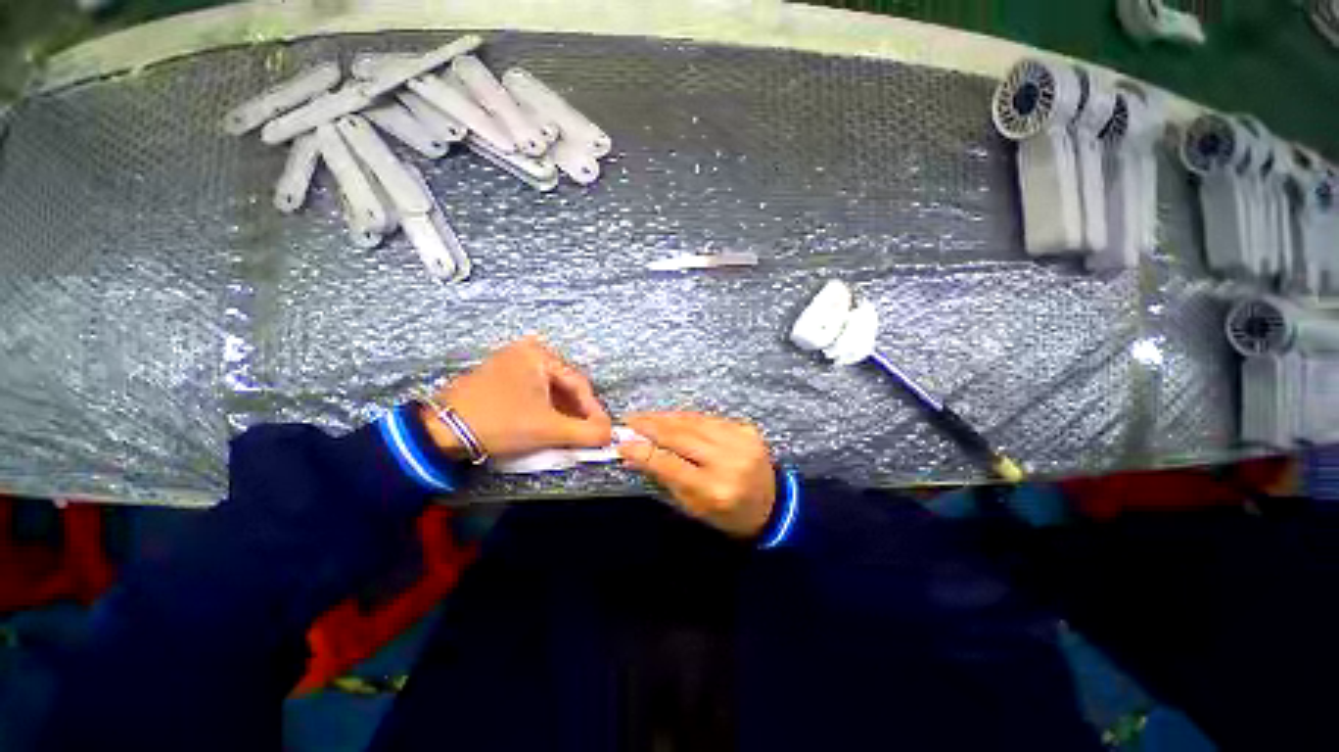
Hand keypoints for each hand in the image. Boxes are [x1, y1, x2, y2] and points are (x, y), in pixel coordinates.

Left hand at [424, 337, 611, 458]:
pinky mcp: (499, 377)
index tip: (603, 432)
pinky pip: (533, 392)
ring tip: (570, 433)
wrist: (440, 432)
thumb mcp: (548, 429)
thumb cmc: (500, 422)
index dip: (594, 410)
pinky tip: (548, 425)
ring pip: (550, 390)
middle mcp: (526, 352)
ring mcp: (510, 363)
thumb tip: (610, 434)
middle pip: (565, 385)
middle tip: (587, 434)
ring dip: (563, 412)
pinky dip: (545, 409)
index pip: (579, 384)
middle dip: (578, 412)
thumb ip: (586, 432)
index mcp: (539, 354)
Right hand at [618, 412, 776, 537]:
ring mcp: (742, 441)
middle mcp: (730, 461)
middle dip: (651, 426)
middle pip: (682, 436)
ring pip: (694, 421)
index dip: (643, 451)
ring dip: (666, 418)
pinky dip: (686, 418)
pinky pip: (708, 418)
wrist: (771, 505)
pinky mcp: (747, 428)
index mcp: (716, 490)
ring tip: (644, 417)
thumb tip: (633, 455)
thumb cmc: (726, 514)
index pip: (671, 465)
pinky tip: (670, 418)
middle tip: (628, 421)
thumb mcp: (693, 506)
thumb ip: (664, 477)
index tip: (621, 443)